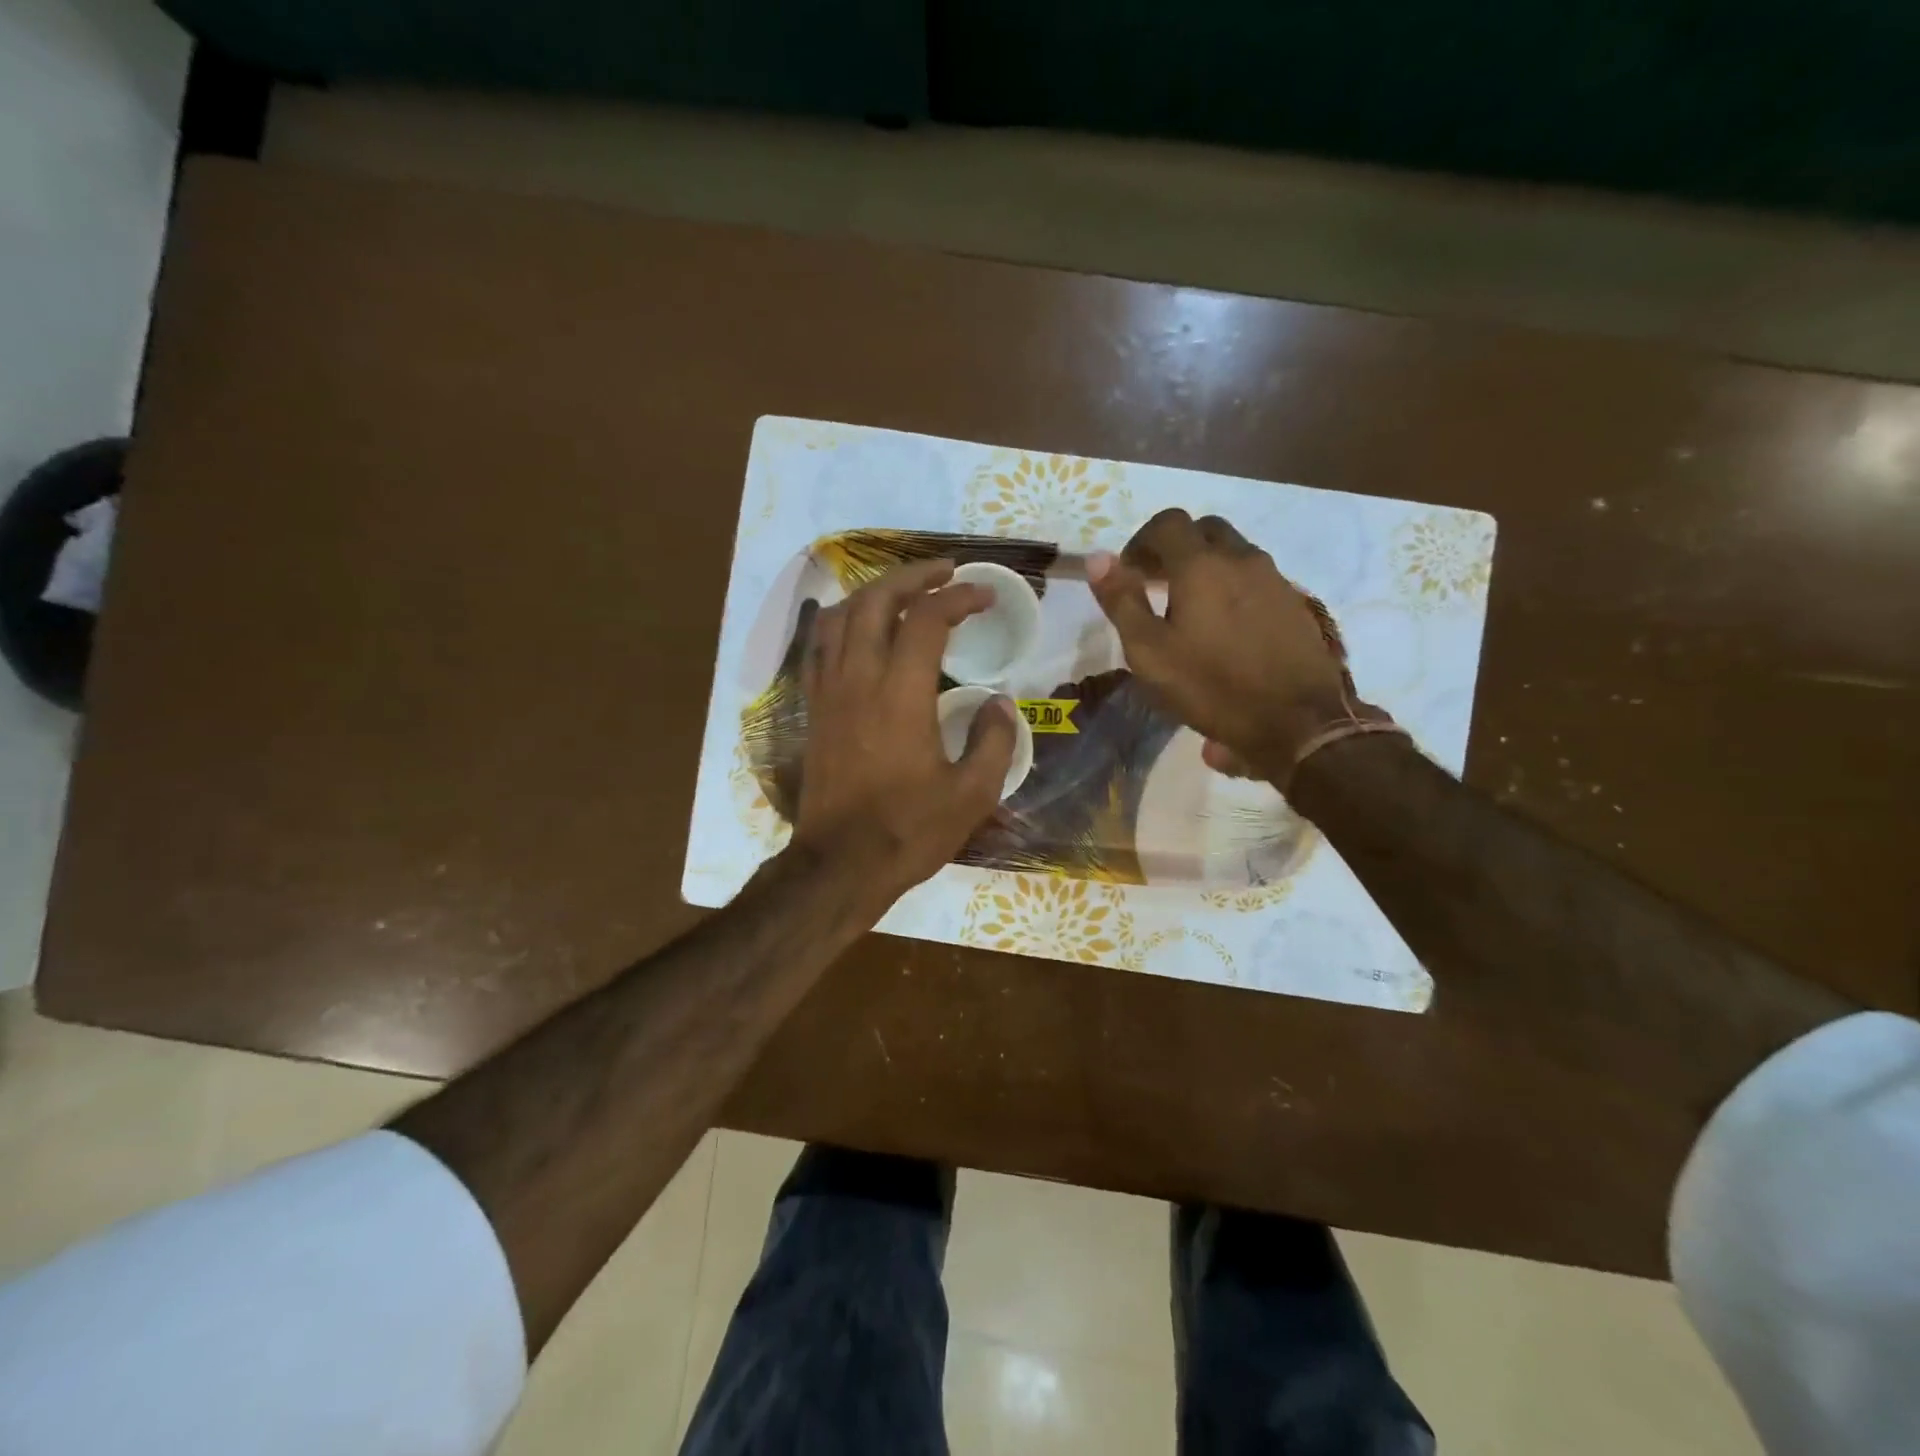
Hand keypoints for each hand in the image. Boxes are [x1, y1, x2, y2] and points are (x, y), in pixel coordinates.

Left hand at [789, 559, 1017, 906]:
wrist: (840, 865)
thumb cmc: (908, 831)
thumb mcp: (972, 794)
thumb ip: (993, 740)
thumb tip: (1000, 703)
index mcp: (901, 695)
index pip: (927, 619)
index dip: (959, 597)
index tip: (985, 596)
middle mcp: (859, 680)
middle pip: (876, 600)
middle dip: (913, 576)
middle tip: (946, 573)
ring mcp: (829, 692)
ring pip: (841, 616)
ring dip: (874, 593)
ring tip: (905, 593)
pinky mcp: (814, 710)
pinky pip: (821, 647)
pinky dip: (844, 623)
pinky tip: (862, 631)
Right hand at [1087, 509, 1396, 786]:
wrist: (1297, 722)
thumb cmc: (1211, 686)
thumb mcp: (1149, 651)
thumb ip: (1121, 601)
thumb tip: (1097, 558)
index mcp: (1201, 565)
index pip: (1167, 523)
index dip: (1142, 541)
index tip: (1130, 572)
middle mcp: (1241, 559)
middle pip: (1205, 531)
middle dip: (1176, 548)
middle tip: (1156, 584)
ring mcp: (1275, 579)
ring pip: (1234, 553)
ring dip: (1207, 567)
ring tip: (1189, 609)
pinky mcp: (1295, 604)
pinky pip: (1256, 579)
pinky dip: (1233, 587)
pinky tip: (1225, 628)